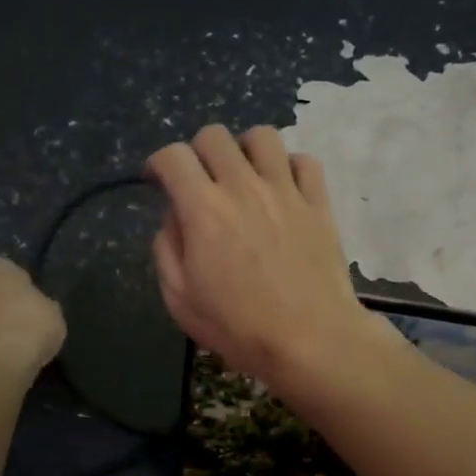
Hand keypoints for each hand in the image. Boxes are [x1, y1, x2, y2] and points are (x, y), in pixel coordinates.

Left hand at [0, 257, 65, 378]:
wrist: (3, 359)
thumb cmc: (31, 321)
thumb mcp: (52, 309)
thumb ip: (39, 304)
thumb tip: (37, 308)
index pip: (7, 272)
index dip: (20, 289)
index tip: (31, 304)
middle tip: (19, 322)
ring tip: (11, 344)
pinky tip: (2, 356)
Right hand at [146, 125, 385, 386]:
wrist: (310, 339)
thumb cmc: (238, 326)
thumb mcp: (180, 299)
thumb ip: (166, 249)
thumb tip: (175, 218)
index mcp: (203, 209)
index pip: (172, 157)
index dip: (158, 163)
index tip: (157, 180)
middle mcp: (243, 187)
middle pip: (214, 136)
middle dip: (197, 152)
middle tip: (199, 181)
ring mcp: (285, 191)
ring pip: (262, 136)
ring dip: (244, 149)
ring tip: (242, 176)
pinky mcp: (318, 202)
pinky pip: (305, 161)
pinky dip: (289, 167)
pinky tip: (282, 189)